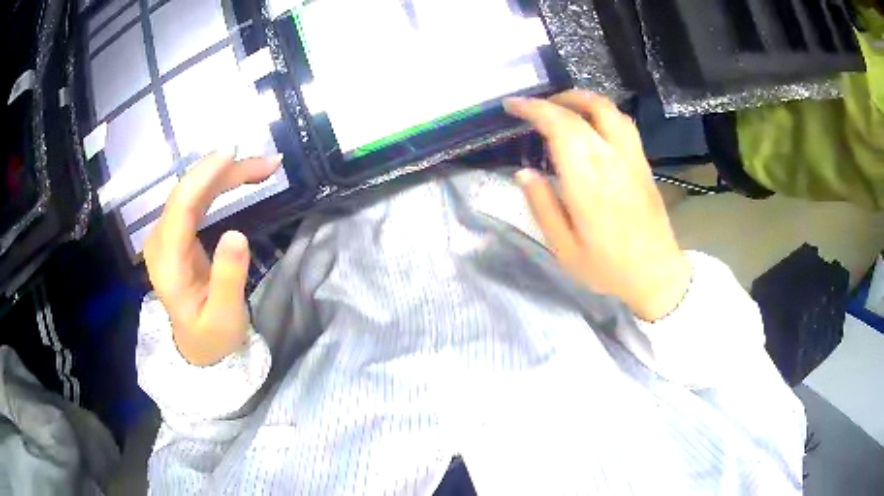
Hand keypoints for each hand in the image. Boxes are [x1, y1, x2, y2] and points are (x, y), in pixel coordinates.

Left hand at [143, 151, 281, 365]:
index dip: (204, 176)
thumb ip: (228, 279)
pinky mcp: (178, 232)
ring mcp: (167, 234)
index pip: (180, 208)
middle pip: (188, 192)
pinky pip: (197, 199)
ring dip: (228, 174)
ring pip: (194, 191)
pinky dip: (221, 183)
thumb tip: (237, 234)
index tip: (234, 153)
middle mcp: (161, 241)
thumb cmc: (211, 336)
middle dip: (225, 171)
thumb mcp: (225, 318)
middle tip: (269, 164)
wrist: (197, 346)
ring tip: (265, 167)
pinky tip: (242, 175)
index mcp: (167, 263)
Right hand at [504, 90, 690, 321]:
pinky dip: (600, 111)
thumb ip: (543, 207)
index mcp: (588, 181)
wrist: (656, 274)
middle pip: (583, 110)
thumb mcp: (564, 249)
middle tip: (531, 108)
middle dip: (552, 100)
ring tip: (560, 107)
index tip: (512, 105)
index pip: (560, 126)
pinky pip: (623, 123)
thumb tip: (523, 172)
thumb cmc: (608, 267)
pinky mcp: (643, 163)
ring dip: (581, 99)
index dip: (534, 109)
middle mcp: (613, 160)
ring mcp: (632, 158)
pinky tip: (590, 124)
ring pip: (608, 109)